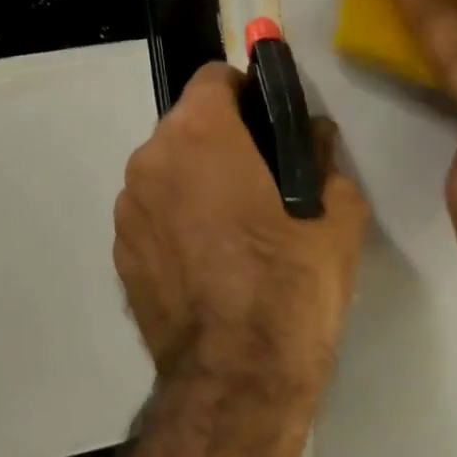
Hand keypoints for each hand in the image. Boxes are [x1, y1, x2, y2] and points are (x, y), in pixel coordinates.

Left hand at [113, 63, 369, 406]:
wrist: (237, 378)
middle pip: (188, 125)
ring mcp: (126, 211)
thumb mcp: (337, 216)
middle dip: (223, 139)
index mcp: (198, 135)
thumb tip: (314, 139)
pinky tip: (210, 261)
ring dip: (197, 181)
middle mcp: (149, 161)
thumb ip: (325, 160)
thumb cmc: (291, 283)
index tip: (271, 124)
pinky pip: (153, 215)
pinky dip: (177, 220)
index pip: (215, 78)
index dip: (248, 92)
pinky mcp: (119, 254)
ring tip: (236, 227)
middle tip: (264, 179)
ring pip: (167, 171)